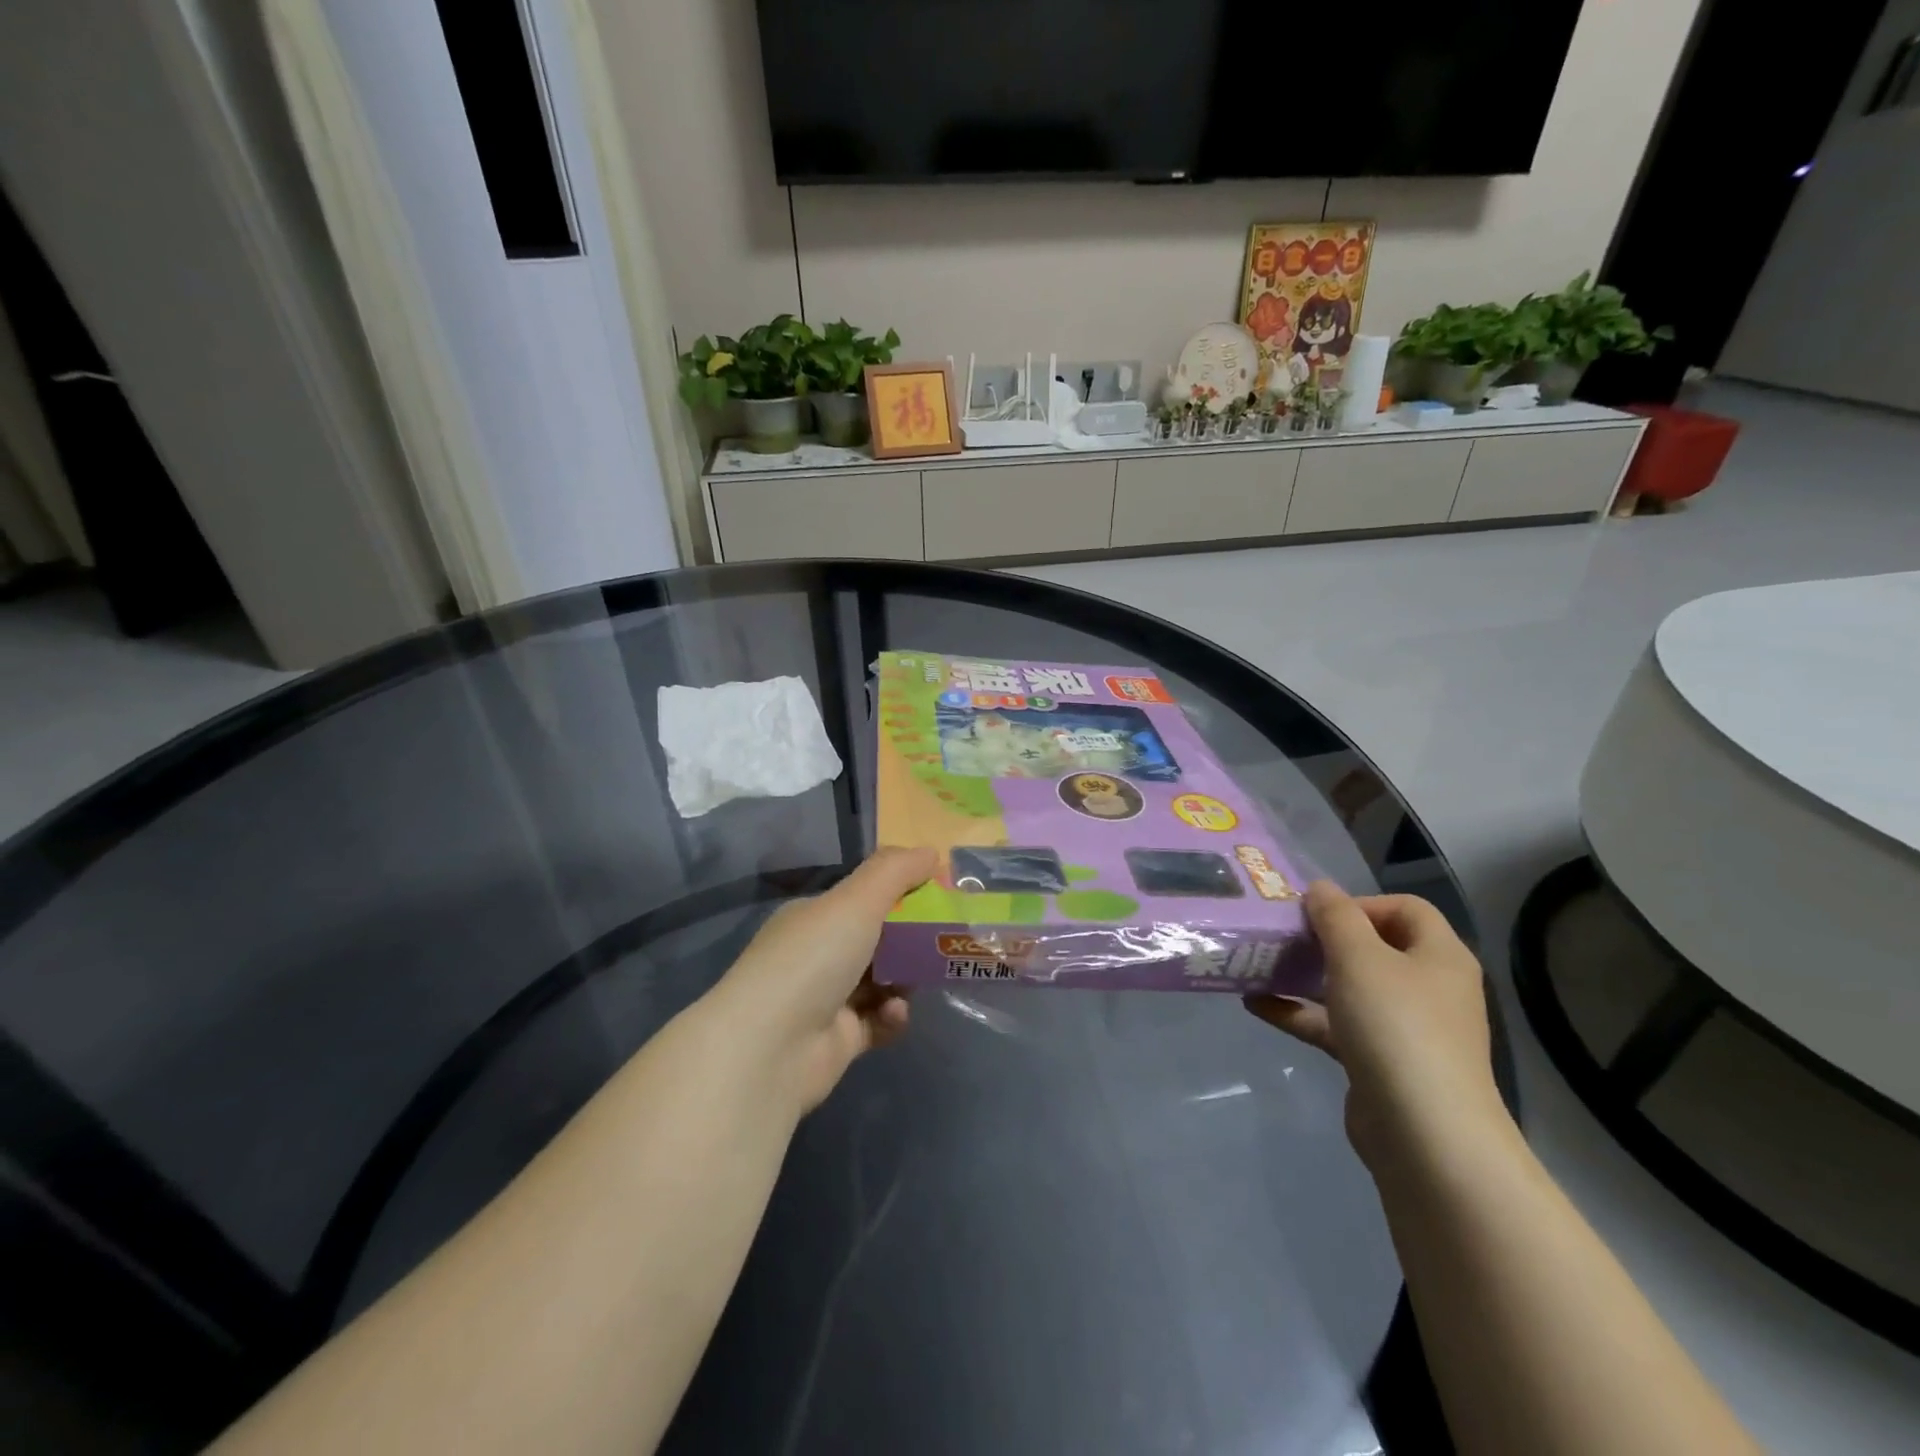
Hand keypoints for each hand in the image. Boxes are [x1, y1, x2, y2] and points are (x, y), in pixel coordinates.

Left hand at [713, 847, 936, 1112]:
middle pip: (875, 939)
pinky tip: (896, 1013)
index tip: (935, 893)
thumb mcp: (857, 900)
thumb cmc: (814, 958)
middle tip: (943, 938)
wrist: (771, 1049)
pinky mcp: (838, 1041)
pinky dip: (893, 1016)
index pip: (861, 897)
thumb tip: (932, 852)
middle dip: (910, 938)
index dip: (899, 892)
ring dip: (905, 978)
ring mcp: (826, 1000)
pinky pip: (878, 1021)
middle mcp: (816, 955)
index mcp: (813, 916)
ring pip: (881, 981)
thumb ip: (896, 871)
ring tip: (920, 978)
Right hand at [1245, 881, 1510, 1173]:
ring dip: (1306, 975)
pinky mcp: (1380, 1062)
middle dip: (1324, 939)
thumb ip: (1335, 916)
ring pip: (1350, 988)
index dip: (1359, 902)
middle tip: (1282, 936)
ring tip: (1260, 966)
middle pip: (1374, 947)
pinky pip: (1336, 1025)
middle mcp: (1429, 987)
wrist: (1424, 1134)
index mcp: (1440, 956)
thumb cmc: (1396, 1027)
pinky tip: (1257, 1005)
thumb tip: (1320, 888)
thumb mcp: (1358, 957)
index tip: (1316, 915)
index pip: (1405, 908)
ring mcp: (1406, 1029)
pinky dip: (1301, 1013)